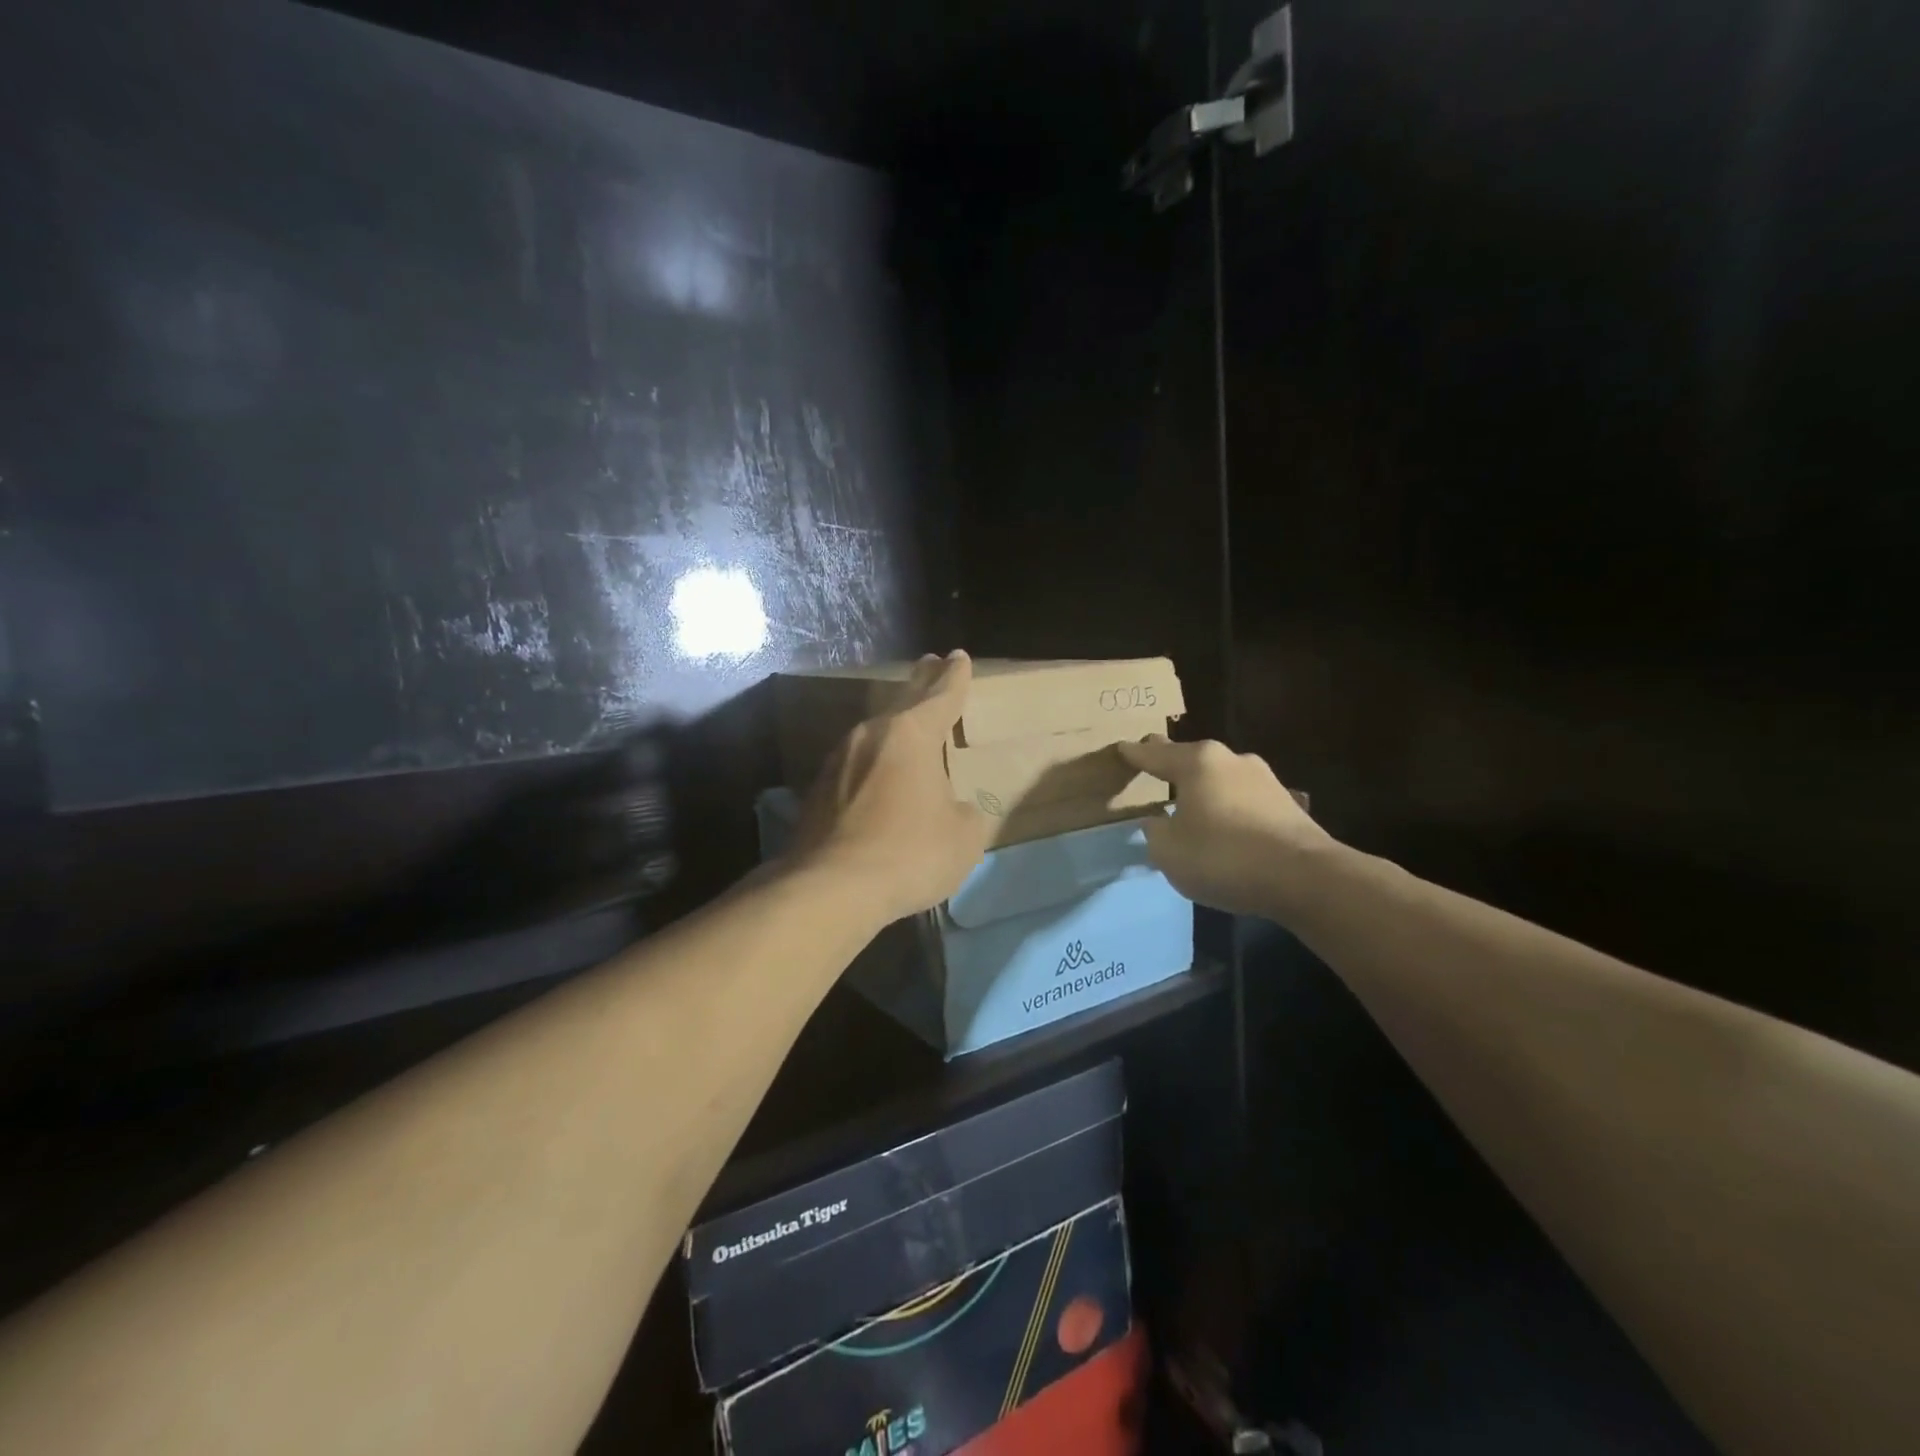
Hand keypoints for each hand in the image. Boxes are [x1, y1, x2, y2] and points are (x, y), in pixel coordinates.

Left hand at [790, 651, 993, 924]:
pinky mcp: (817, 790)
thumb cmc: (909, 853)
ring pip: (874, 731)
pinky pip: (855, 764)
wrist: (830, 888)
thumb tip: (953, 809)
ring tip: (905, 720)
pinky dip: (872, 761)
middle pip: (902, 700)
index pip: (940, 696)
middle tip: (929, 664)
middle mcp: (871, 736)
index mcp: (912, 735)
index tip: (958, 656)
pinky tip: (875, 774)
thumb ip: (965, 813)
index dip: (954, 677)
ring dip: (893, 722)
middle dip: (920, 682)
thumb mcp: (963, 837)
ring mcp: (838, 761)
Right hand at [1117, 735, 1332, 917]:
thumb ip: (1156, 832)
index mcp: (1197, 763)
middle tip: (1153, 763)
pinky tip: (1225, 824)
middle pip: (1191, 759)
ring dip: (1204, 788)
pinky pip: (1243, 799)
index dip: (1135, 754)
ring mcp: (1263, 779)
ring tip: (1189, 801)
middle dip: (1171, 763)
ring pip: (1220, 778)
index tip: (1122, 747)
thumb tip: (1159, 821)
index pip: (1155, 754)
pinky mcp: (1286, 803)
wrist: (1305, 877)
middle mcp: (1230, 760)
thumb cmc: (1223, 857)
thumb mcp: (1169, 852)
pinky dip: (1228, 807)